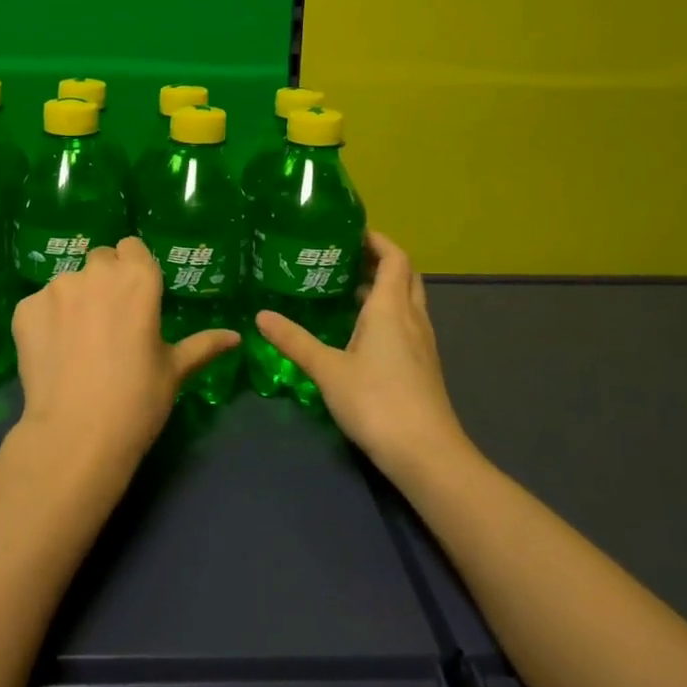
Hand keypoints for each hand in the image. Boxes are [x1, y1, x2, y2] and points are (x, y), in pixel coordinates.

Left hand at [12, 237, 238, 475]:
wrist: (76, 435)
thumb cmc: (138, 400)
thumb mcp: (174, 371)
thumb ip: (203, 345)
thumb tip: (235, 337)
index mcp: (138, 278)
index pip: (131, 247)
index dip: (132, 269)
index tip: (134, 297)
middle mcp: (96, 272)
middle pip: (99, 260)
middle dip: (104, 281)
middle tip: (108, 322)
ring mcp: (56, 288)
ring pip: (68, 283)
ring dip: (74, 301)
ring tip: (78, 344)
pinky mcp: (25, 309)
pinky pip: (39, 306)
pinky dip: (45, 322)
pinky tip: (53, 354)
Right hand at [254, 231, 468, 481]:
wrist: (426, 453)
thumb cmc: (377, 402)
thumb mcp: (327, 369)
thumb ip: (295, 341)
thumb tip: (260, 316)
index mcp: (390, 308)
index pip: (394, 258)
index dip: (377, 240)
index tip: (350, 232)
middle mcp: (411, 318)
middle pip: (404, 275)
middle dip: (380, 260)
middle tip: (346, 257)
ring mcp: (422, 343)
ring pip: (407, 300)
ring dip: (384, 288)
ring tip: (347, 288)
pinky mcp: (423, 365)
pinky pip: (406, 323)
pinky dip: (387, 313)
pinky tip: (361, 331)